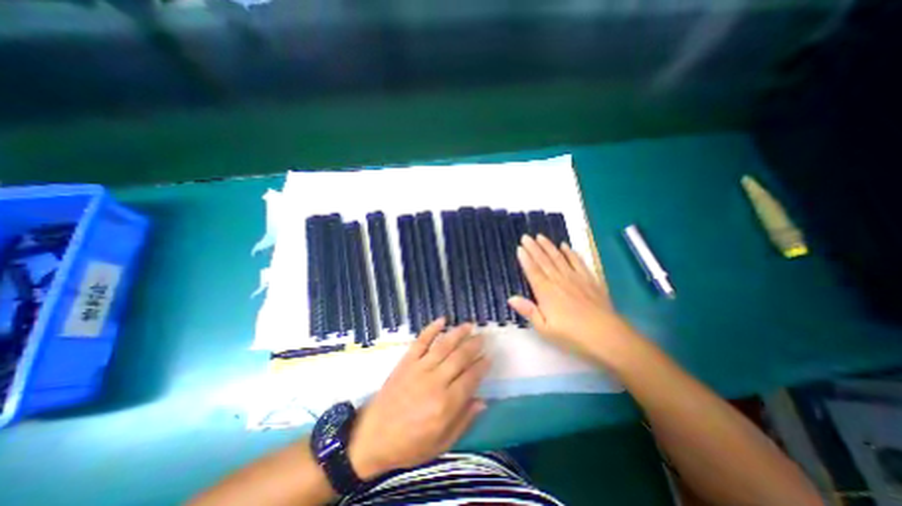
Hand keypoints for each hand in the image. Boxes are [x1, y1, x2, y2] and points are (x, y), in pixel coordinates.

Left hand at [346, 319, 490, 479]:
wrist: (373, 437)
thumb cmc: (410, 444)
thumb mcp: (441, 443)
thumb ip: (464, 421)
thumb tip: (483, 401)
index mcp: (446, 404)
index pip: (471, 378)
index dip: (482, 366)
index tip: (489, 357)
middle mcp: (435, 382)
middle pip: (460, 357)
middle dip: (474, 345)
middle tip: (483, 337)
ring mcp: (419, 368)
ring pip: (443, 346)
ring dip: (458, 333)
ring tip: (469, 325)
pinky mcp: (406, 362)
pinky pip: (421, 341)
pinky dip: (431, 329)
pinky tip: (442, 320)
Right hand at [507, 236, 640, 361]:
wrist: (607, 337)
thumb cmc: (572, 336)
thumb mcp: (545, 329)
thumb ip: (529, 311)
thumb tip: (511, 298)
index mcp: (546, 292)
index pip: (533, 271)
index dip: (525, 259)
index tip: (519, 247)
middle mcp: (559, 280)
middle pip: (544, 261)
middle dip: (534, 248)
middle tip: (526, 236)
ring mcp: (576, 278)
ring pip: (559, 258)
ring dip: (549, 246)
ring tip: (541, 236)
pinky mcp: (590, 280)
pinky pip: (578, 262)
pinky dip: (571, 253)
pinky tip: (565, 246)